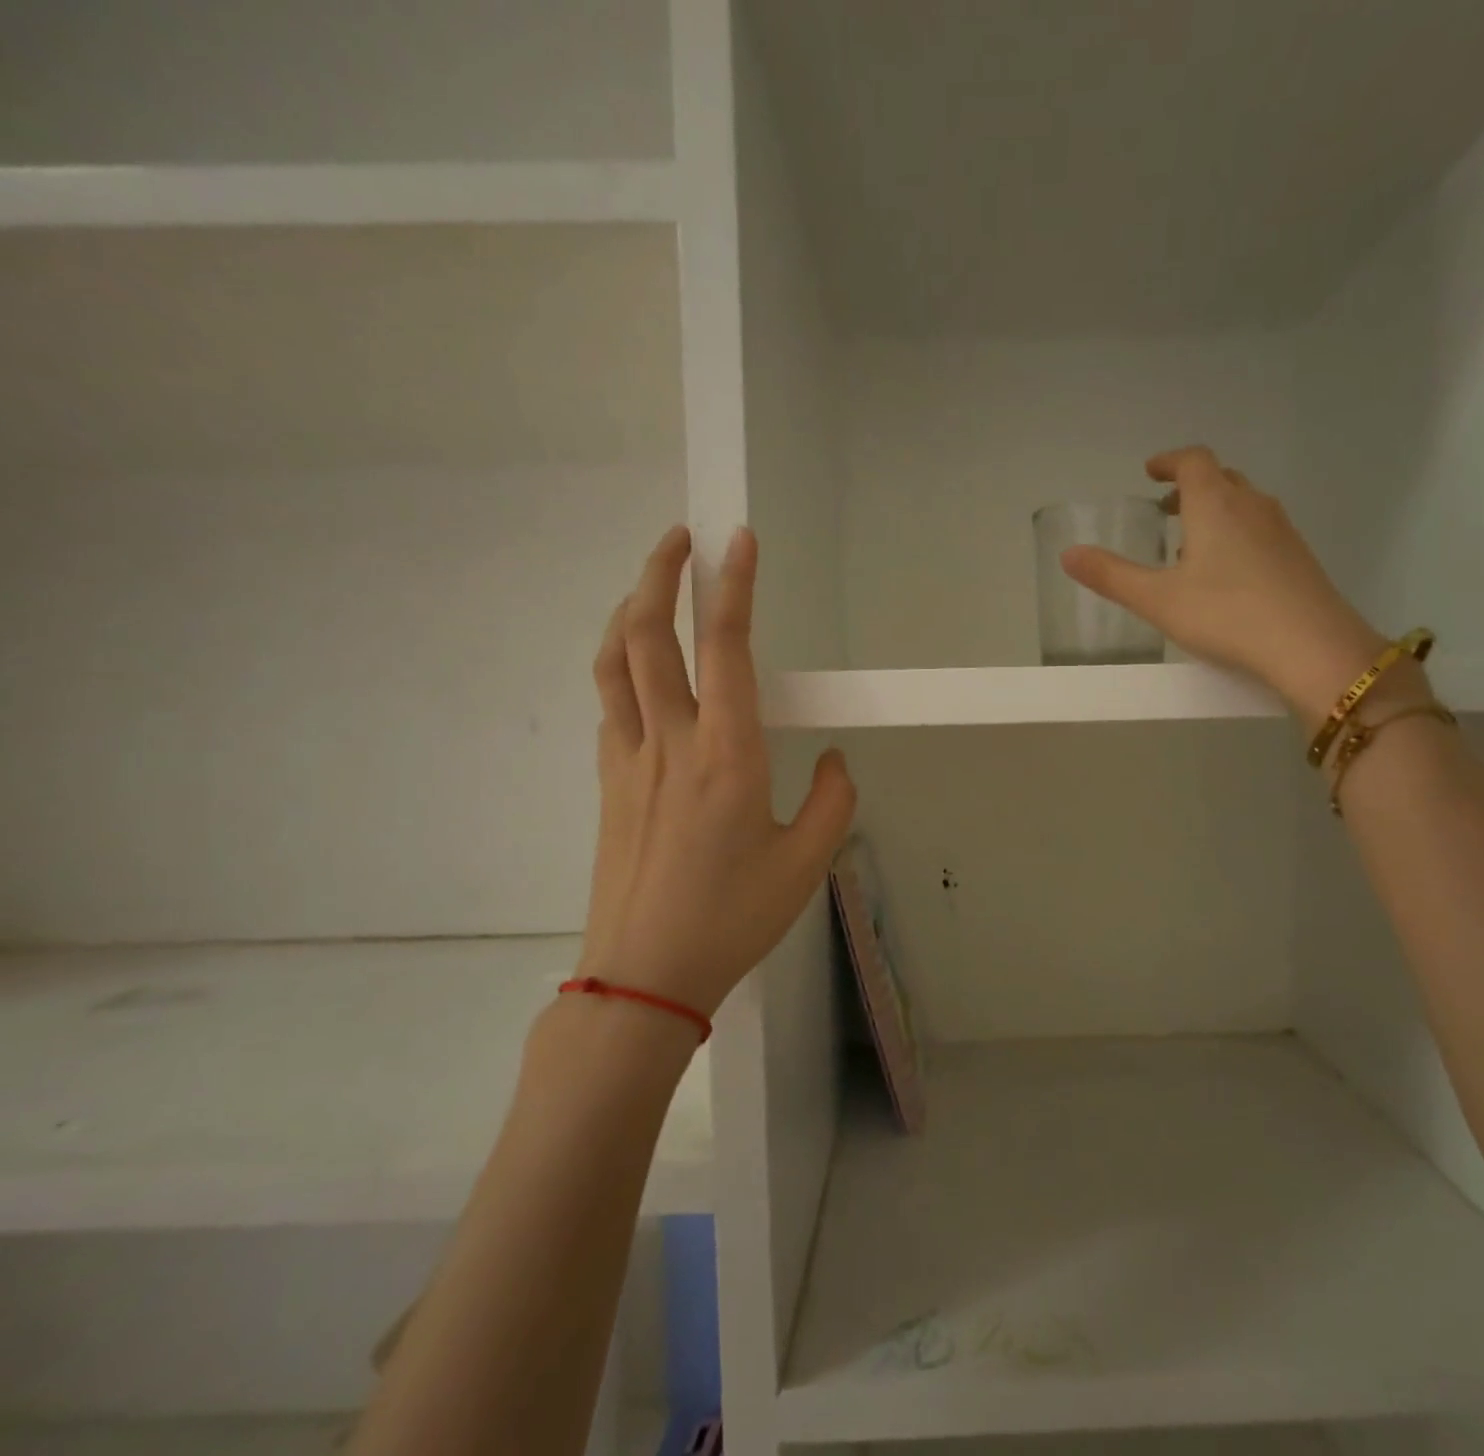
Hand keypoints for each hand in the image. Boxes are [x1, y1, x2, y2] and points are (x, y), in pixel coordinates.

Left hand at [578, 524, 855, 1016]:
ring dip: (628, 611)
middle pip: (648, 636)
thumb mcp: (808, 862)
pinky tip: (636, 671)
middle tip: (680, 537)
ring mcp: (629, 760)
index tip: (739, 541)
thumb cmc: (733, 917)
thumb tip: (833, 759)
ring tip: (648, 585)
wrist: (645, 974)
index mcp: (726, 754)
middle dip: (660, 574)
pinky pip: (609, 704)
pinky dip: (619, 665)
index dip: (734, 588)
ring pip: (614, 663)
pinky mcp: (609, 783)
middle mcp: (670, 742)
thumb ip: (833, 800)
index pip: (727, 649)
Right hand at [1061, 446, 1390, 719]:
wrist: (1311, 646)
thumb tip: (1067, 554)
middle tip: (1167, 508)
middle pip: (1221, 478)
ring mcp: (1282, 530)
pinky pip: (1262, 529)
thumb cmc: (1225, 614)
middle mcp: (1252, 505)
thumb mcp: (1157, 599)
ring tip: (1192, 544)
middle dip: (1191, 487)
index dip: (1169, 461)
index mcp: (1215, 504)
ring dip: (1216, 511)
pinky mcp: (1299, 557)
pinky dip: (1238, 534)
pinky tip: (1228, 575)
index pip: (1192, 461)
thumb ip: (1111, 576)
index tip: (1151, 471)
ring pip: (1244, 504)